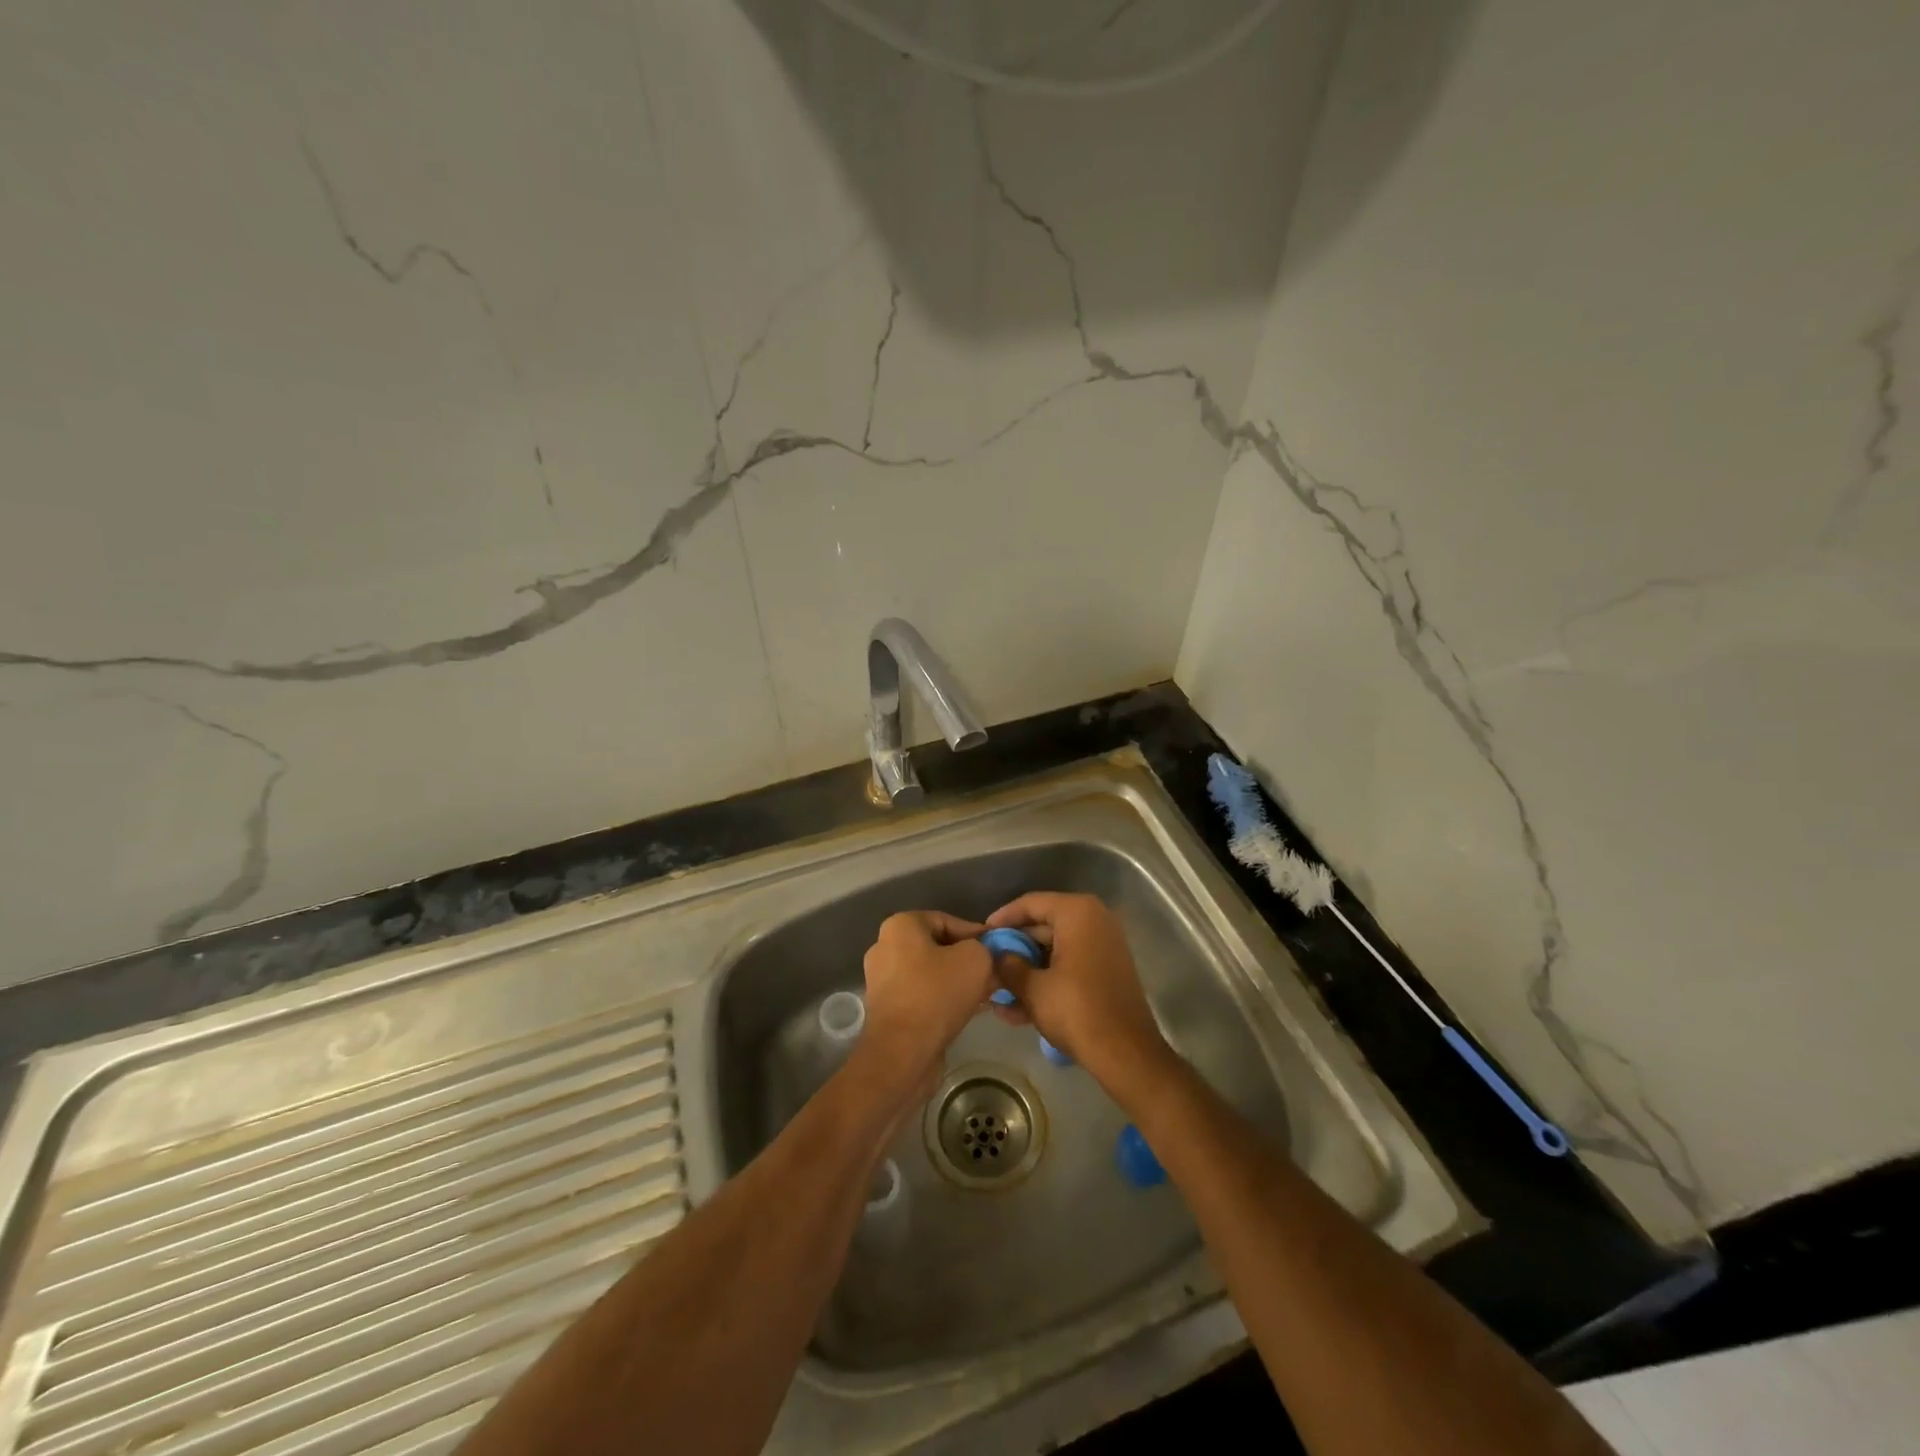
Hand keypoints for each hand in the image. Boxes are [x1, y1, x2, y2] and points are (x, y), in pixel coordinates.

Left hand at [854, 911, 994, 1101]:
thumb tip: (988, 956)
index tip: (998, 951)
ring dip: (958, 982)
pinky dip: (944, 999)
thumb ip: (986, 949)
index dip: (977, 934)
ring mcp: (883, 980)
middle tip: (994, 973)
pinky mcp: (888, 1009)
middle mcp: (885, 948)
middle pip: (938, 947)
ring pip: (931, 973)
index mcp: (900, 926)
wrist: (902, 1053)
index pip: (947, 920)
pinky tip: (969, 1010)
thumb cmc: (937, 994)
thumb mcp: (975, 960)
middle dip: (968, 960)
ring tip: (986, 994)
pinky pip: (922, 995)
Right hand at [985, 892, 1174, 1095]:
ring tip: (995, 993)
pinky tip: (1016, 1010)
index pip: (1031, 903)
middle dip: (1013, 950)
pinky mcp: (1106, 971)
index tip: (981, 935)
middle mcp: (1094, 920)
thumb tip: (994, 957)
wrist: (1126, 1053)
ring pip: (1054, 951)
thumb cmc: (1076, 1011)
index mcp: (1077, 913)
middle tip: (987, 965)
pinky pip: (1068, 967)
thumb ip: (1008, 966)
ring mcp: (1103, 946)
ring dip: (1026, 971)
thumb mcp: (1033, 988)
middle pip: (1042, 926)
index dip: (1002, 918)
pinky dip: (1046, 982)